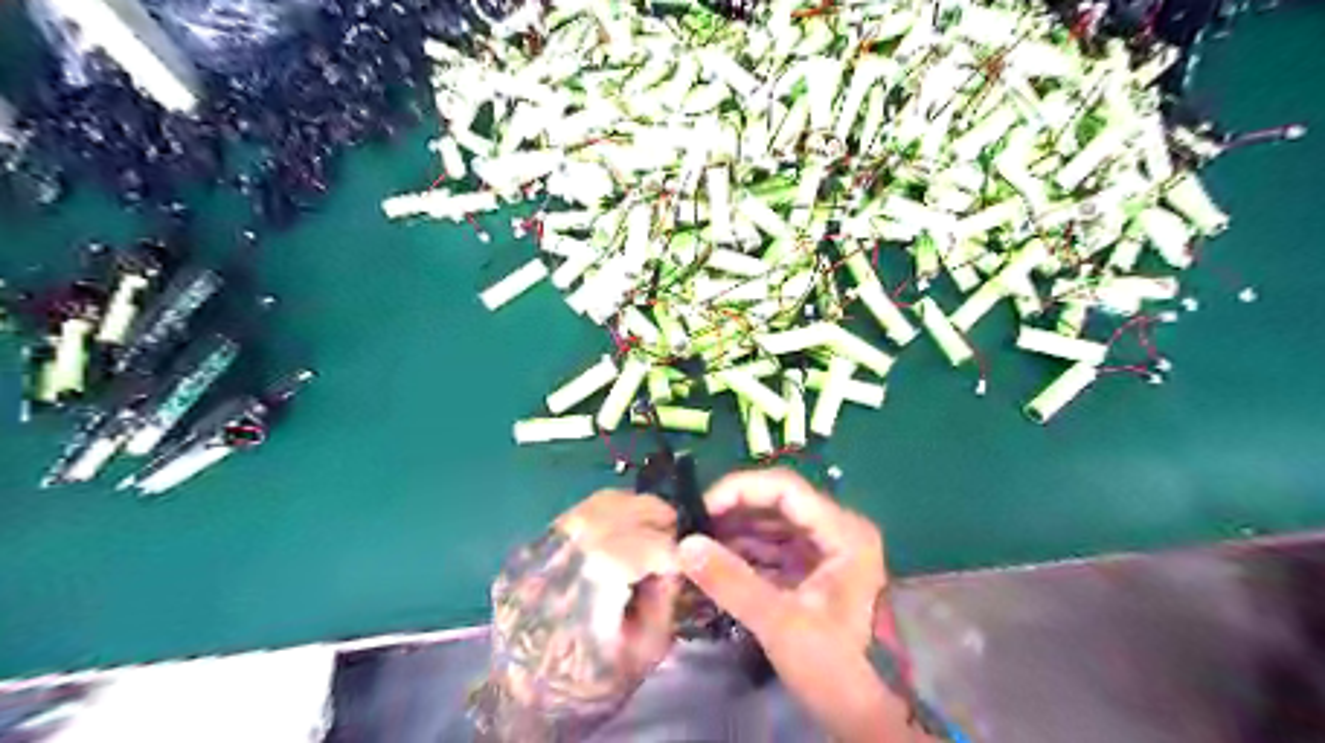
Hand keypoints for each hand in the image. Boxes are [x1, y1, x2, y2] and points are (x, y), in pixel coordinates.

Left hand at [477, 492, 681, 738]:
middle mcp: (559, 561)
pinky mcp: (524, 552)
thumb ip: (665, 597)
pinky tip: (615, 532)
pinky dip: (601, 516)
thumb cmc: (591, 685)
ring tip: (647, 524)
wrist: (522, 705)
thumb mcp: (646, 652)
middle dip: (654, 514)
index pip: (643, 544)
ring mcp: (536, 552)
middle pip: (616, 511)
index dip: (671, 545)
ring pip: (591, 506)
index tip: (686, 554)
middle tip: (673, 529)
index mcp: (590, 591)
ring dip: (629, 508)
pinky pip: (571, 517)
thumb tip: (676, 556)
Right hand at [683, 469, 924, 742]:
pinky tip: (716, 564)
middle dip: (733, 513)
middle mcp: (836, 531)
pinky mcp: (814, 573)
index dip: (739, 490)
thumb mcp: (781, 622)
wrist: (871, 717)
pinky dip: (746, 554)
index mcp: (842, 532)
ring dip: (736, 533)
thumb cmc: (837, 666)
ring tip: (697, 545)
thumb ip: (732, 581)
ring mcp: (826, 552)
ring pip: (773, 526)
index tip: (701, 508)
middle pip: (777, 504)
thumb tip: (684, 544)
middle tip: (692, 527)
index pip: (784, 488)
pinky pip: (775, 550)